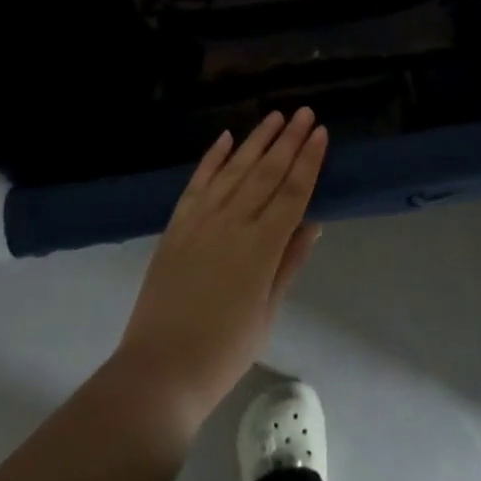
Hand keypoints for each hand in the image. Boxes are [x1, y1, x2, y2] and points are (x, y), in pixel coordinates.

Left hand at [113, 108, 327, 433]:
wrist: (160, 368)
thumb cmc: (224, 350)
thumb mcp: (267, 312)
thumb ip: (288, 263)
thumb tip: (312, 223)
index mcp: (261, 247)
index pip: (293, 192)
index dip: (309, 160)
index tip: (321, 132)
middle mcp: (233, 222)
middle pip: (267, 171)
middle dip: (288, 139)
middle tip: (304, 111)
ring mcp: (201, 219)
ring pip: (235, 168)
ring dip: (256, 139)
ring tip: (274, 115)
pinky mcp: (177, 224)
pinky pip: (198, 181)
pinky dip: (213, 157)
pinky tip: (226, 138)